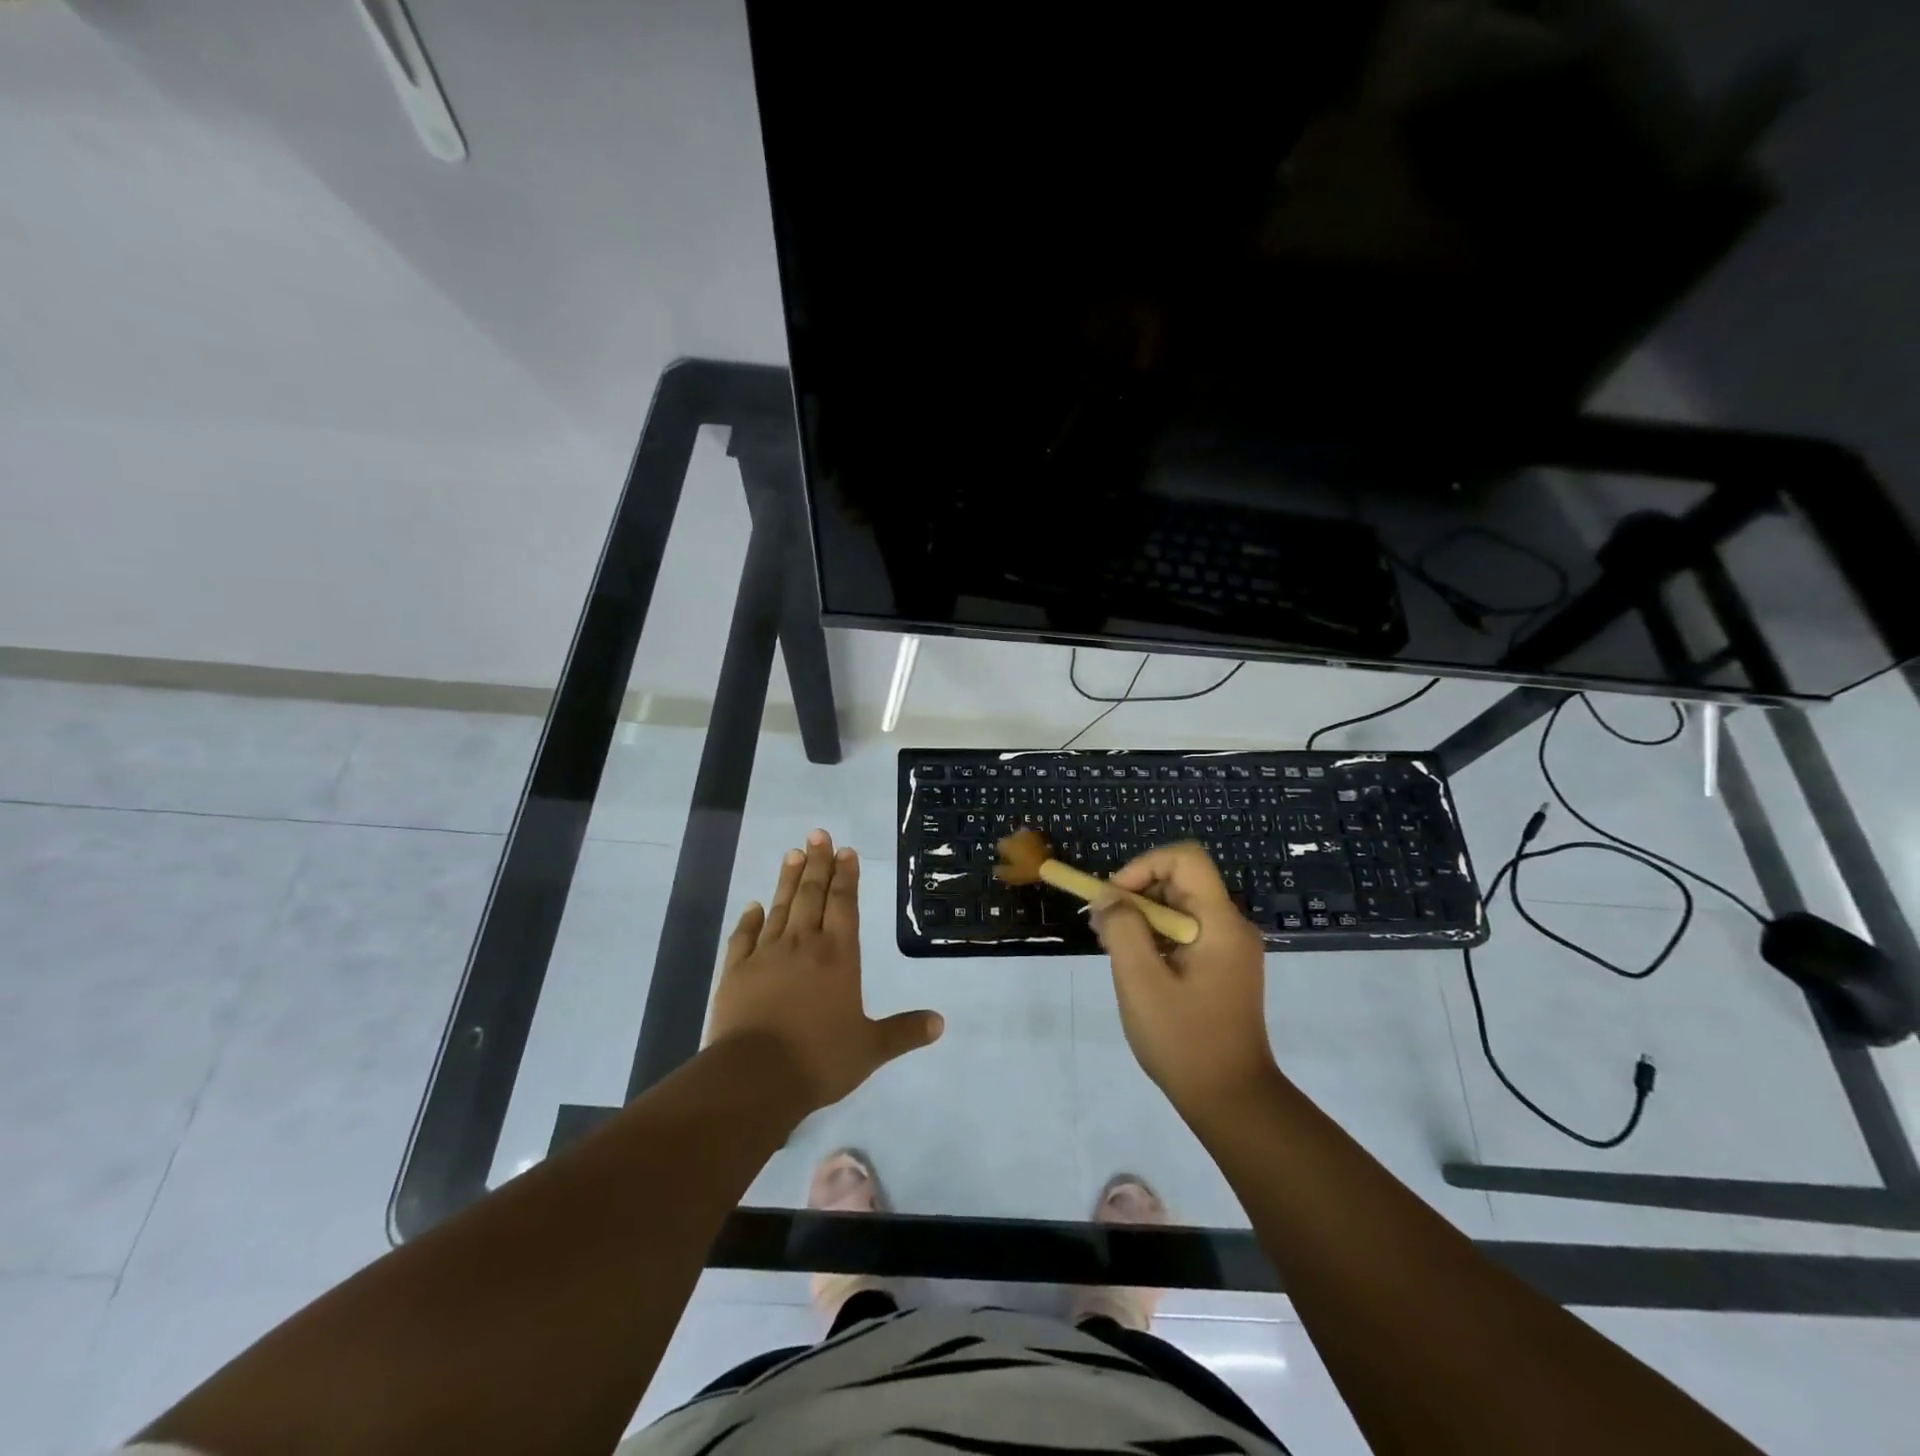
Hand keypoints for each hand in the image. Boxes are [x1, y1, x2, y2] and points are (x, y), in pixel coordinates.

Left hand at [708, 829, 943, 1112]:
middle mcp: (803, 945)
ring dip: (787, 880)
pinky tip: (752, 905)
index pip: (844, 905)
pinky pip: (743, 937)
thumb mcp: (870, 1049)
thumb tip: (940, 1023)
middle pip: (811, 895)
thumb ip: (904, 1032)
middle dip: (817, 864)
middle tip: (818, 835)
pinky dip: (748, 919)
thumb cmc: (819, 1059)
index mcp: (838, 956)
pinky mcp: (735, 972)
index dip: (846, 876)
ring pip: (779, 908)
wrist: (754, 1077)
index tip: (845, 851)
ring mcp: (765, 955)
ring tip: (793, 853)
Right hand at [1093, 842, 1277, 1117]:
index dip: (1144, 866)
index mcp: (1220, 923)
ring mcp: (1230, 948)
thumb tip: (1108, 897)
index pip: (1185, 858)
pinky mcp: (1223, 968)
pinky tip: (1135, 967)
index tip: (1114, 898)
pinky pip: (1185, 933)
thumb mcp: (1141, 982)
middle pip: (1180, 882)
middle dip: (1136, 895)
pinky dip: (1155, 938)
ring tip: (1114, 950)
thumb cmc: (1184, 1040)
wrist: (1231, 1100)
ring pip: (1179, 907)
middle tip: (1103, 928)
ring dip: (1142, 918)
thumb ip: (1122, 930)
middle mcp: (1231, 926)